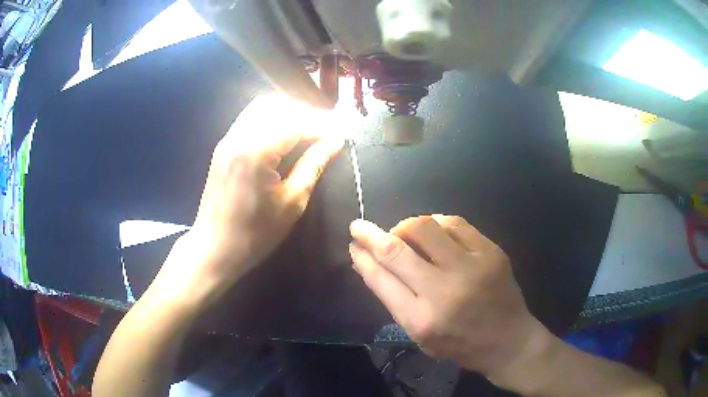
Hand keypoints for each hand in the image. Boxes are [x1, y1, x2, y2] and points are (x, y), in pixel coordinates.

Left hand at [151, 94, 343, 305]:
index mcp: (256, 151)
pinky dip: (271, 118)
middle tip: (325, 130)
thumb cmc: (254, 234)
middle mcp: (239, 136)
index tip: (339, 135)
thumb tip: (336, 142)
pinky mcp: (223, 146)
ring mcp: (228, 139)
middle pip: (277, 105)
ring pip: (261, 107)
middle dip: (305, 112)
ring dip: (287, 112)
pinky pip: (250, 118)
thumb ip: (313, 165)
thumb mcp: (291, 203)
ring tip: (307, 129)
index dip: (321, 125)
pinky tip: (284, 134)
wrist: (213, 248)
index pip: (295, 122)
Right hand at [349, 215, 551, 380]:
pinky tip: (433, 231)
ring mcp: (471, 267)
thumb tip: (369, 263)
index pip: (381, 278)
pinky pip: (454, 223)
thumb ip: (394, 299)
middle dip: (371, 234)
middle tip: (361, 227)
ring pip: (424, 227)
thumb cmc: (459, 343)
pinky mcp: (490, 252)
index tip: (353, 244)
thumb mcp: (419, 334)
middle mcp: (444, 291)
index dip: (362, 257)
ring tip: (404, 234)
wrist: (507, 339)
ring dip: (405, 226)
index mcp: (421, 319)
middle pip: (397, 250)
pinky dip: (435, 223)